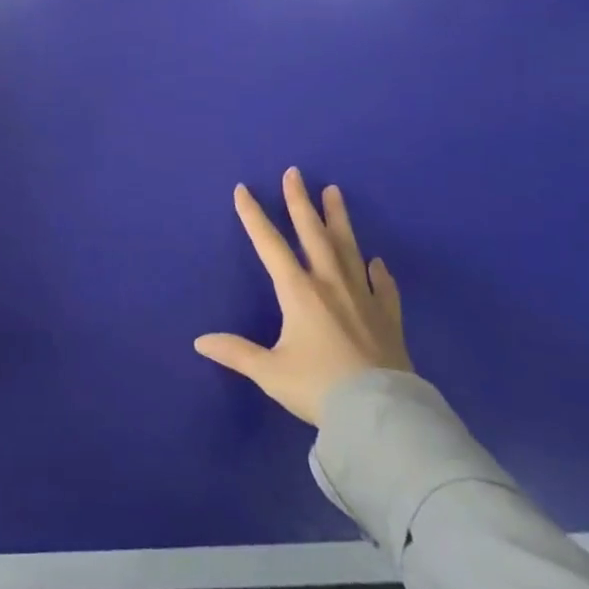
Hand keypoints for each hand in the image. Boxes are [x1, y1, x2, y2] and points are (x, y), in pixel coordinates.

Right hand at [195, 168, 411, 425]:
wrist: (381, 416)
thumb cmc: (319, 388)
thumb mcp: (270, 372)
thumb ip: (237, 352)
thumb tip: (200, 341)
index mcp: (298, 291)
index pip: (270, 244)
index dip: (253, 216)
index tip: (243, 189)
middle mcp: (330, 284)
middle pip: (312, 233)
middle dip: (300, 201)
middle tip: (295, 172)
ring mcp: (363, 298)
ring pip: (348, 249)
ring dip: (339, 219)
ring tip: (335, 192)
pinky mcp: (388, 318)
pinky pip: (384, 287)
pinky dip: (380, 272)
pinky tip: (377, 261)